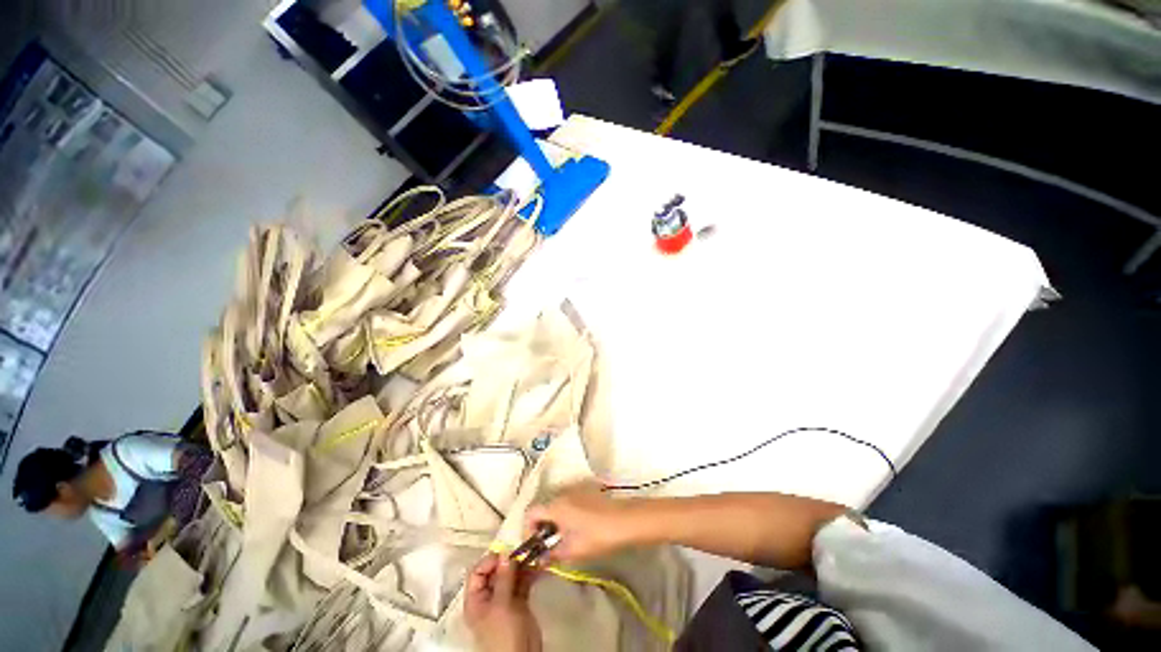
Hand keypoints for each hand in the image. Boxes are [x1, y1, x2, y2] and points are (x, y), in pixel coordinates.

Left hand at [465, 553, 541, 651]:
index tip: (507, 551)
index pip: (478, 572)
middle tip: (523, 549)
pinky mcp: (519, 601)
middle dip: (509, 560)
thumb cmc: (503, 634)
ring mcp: (505, 598)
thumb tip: (505, 553)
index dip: (491, 560)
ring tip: (534, 554)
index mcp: (476, 599)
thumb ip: (503, 578)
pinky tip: (538, 565)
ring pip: (511, 575)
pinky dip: (530, 573)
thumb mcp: (501, 605)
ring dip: (522, 564)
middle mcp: (489, 596)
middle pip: (496, 571)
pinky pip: (522, 582)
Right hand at [525, 482, 637, 562]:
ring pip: (557, 505)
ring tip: (565, 540)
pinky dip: (567, 515)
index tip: (536, 547)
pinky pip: (569, 502)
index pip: (530, 512)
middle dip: (543, 528)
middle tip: (550, 547)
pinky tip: (579, 530)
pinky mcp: (587, 492)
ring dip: (555, 522)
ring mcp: (576, 490)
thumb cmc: (596, 536)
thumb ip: (550, 555)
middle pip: (544, 507)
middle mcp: (562, 493)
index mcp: (555, 505)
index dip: (528, 530)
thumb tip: (538, 560)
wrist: (626, 520)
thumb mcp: (571, 551)